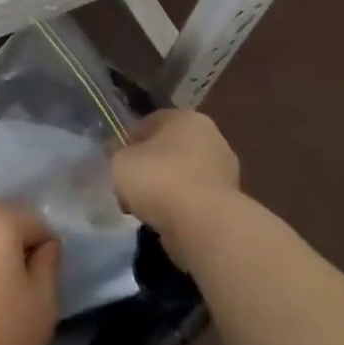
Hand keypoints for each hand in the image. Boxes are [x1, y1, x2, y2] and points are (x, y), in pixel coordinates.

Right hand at [110, 110, 241, 264]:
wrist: (203, 226)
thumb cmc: (159, 179)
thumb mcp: (120, 161)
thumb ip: (118, 154)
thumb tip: (121, 155)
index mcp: (187, 118)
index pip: (151, 122)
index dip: (129, 139)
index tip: (114, 158)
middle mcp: (211, 138)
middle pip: (170, 149)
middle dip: (149, 164)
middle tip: (128, 182)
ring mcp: (225, 172)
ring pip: (183, 175)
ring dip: (164, 188)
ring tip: (141, 206)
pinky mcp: (229, 204)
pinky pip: (193, 200)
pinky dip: (178, 207)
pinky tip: (161, 219)